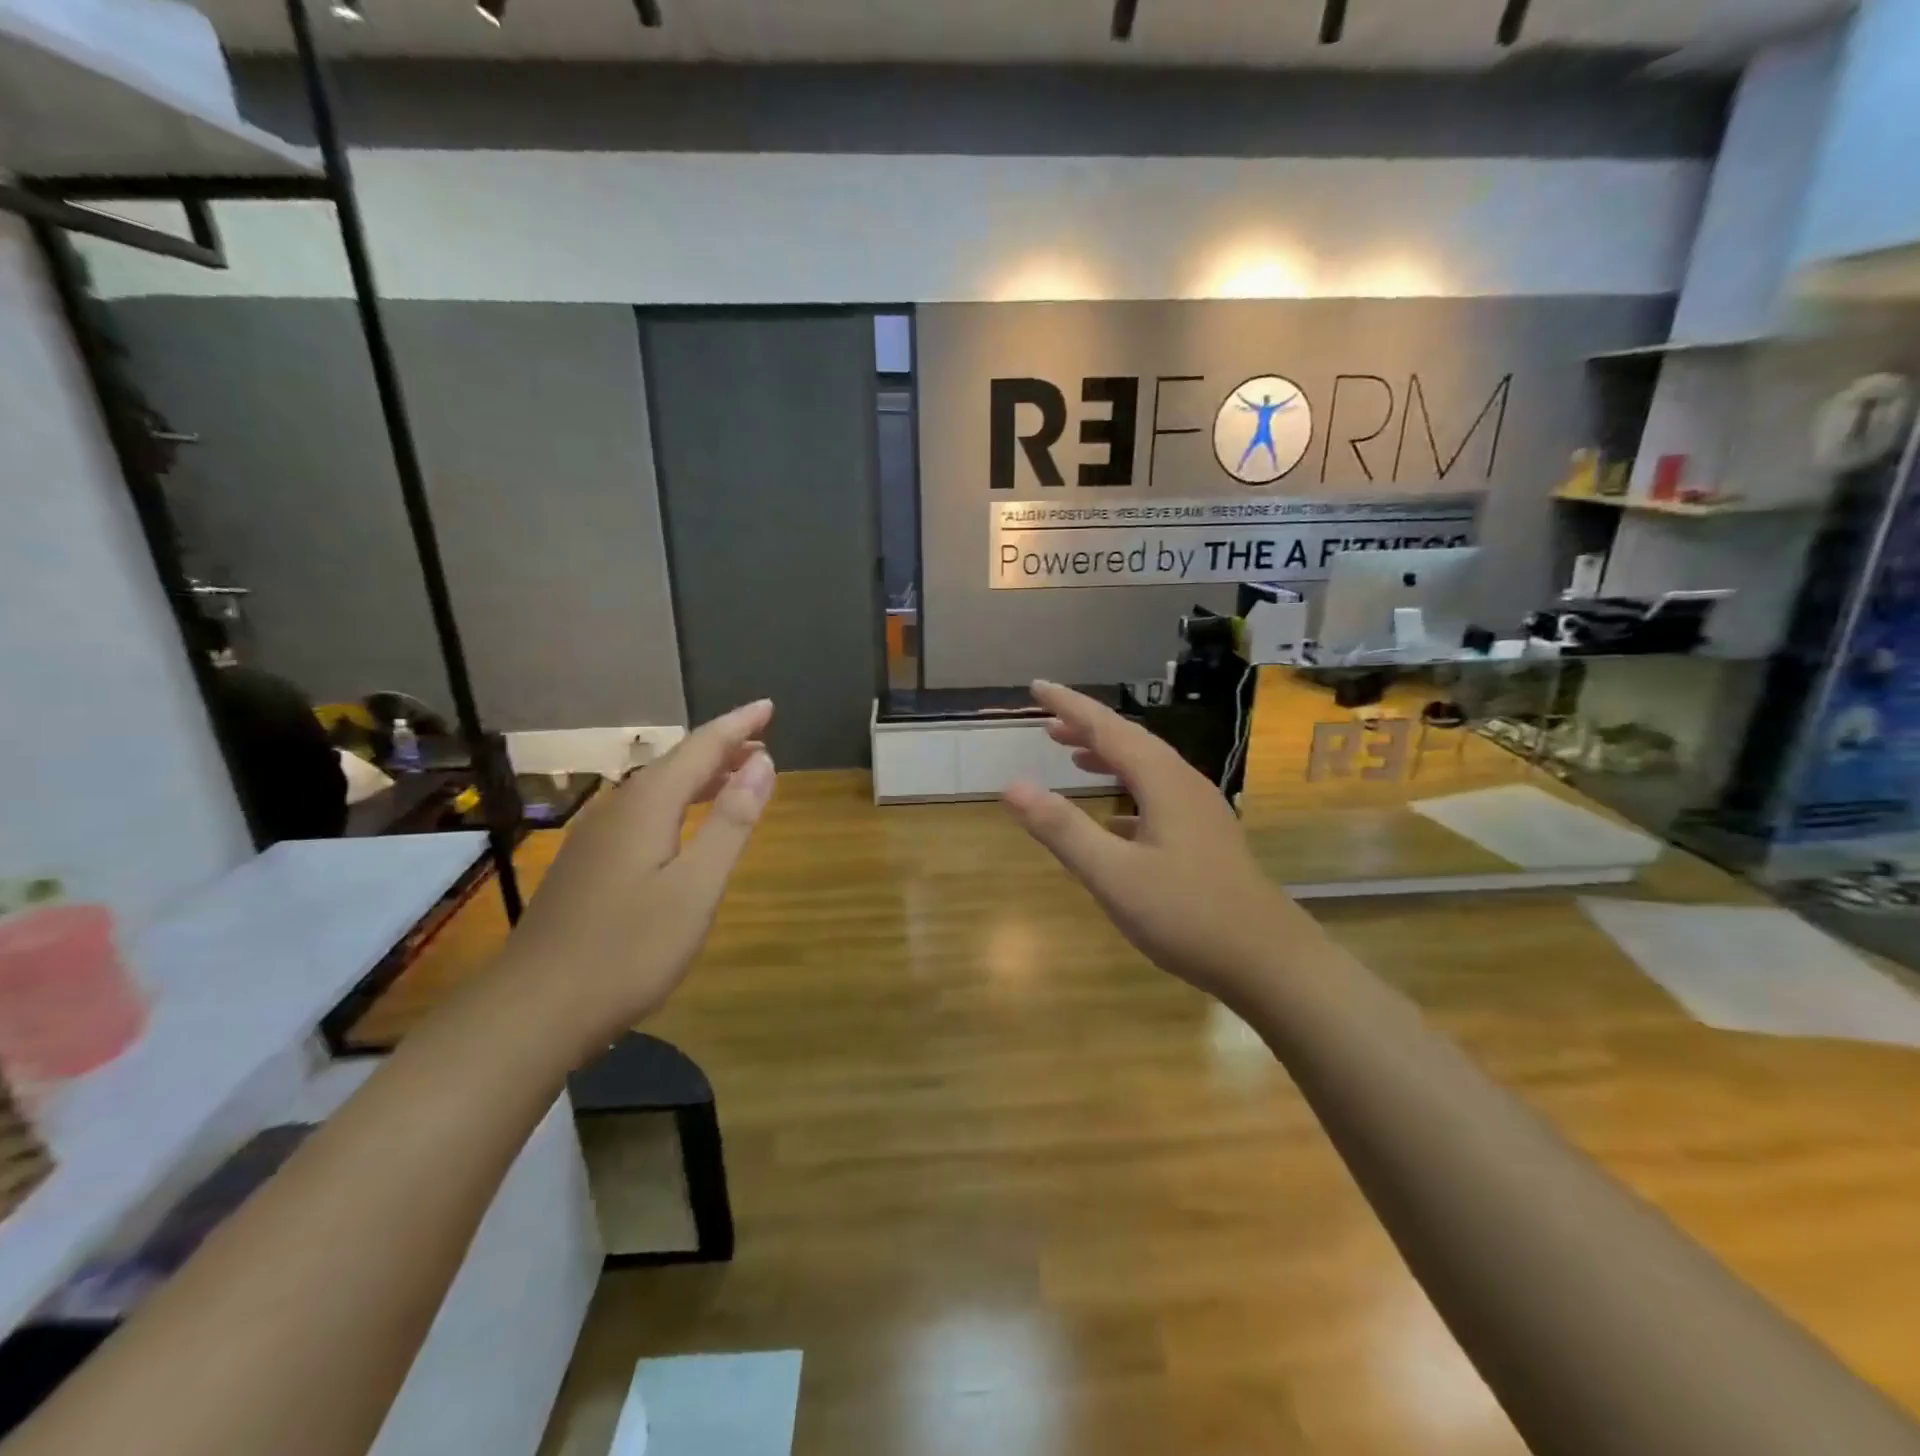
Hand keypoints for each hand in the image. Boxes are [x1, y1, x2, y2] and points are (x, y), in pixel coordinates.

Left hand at [497, 700, 776, 1046]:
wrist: (533, 1010)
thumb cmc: (628, 950)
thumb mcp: (696, 887)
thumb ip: (731, 822)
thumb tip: (764, 762)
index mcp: (647, 806)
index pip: (701, 747)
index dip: (738, 725)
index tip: (769, 706)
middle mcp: (617, 809)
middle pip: (676, 764)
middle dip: (721, 748)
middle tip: (763, 744)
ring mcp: (595, 838)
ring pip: (657, 789)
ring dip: (700, 777)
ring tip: (736, 777)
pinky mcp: (586, 865)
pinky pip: (642, 813)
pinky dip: (677, 804)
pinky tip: (684, 826)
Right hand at [1001, 681, 1308, 1005]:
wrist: (1269, 961)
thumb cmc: (1187, 915)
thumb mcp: (1114, 875)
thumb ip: (1062, 829)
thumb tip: (1012, 786)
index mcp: (1162, 781)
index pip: (1108, 728)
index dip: (1070, 705)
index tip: (1037, 686)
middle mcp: (1184, 784)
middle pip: (1130, 741)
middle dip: (1087, 727)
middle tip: (1046, 723)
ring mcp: (1200, 810)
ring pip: (1147, 767)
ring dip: (1108, 755)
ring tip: (1073, 756)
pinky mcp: (1205, 836)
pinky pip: (1157, 794)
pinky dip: (1127, 789)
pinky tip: (1114, 815)